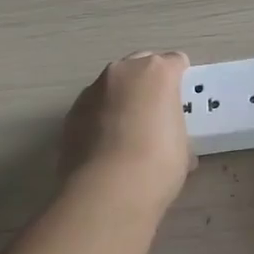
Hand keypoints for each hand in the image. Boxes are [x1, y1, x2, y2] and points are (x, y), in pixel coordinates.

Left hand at [60, 51, 193, 212]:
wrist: (108, 191)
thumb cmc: (158, 163)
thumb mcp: (182, 146)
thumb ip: (174, 129)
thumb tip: (168, 141)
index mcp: (158, 72)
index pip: (175, 62)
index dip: (179, 80)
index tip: (180, 100)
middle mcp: (124, 71)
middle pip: (140, 66)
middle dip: (147, 84)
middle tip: (154, 113)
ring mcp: (93, 90)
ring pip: (113, 86)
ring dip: (120, 100)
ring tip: (125, 133)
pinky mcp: (71, 112)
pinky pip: (92, 108)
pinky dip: (99, 119)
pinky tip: (104, 147)